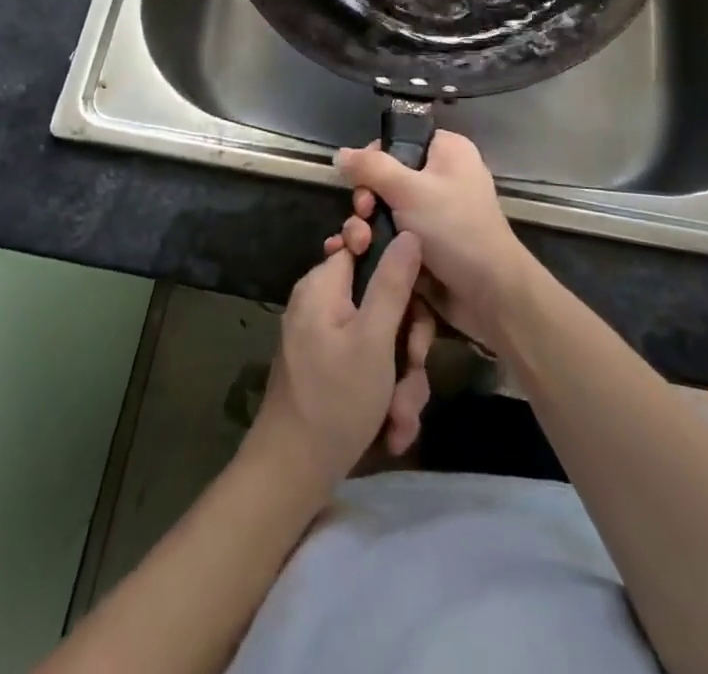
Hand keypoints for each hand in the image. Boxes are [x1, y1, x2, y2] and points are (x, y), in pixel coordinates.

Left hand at [249, 233, 433, 489]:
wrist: (292, 475)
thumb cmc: (334, 399)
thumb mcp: (373, 339)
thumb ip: (392, 283)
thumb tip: (408, 232)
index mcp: (324, 285)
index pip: (366, 247)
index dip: (397, 268)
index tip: (415, 300)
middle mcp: (323, 304)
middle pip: (383, 299)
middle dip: (407, 342)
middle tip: (413, 369)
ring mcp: (328, 338)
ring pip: (384, 339)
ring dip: (402, 378)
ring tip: (400, 415)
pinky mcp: (333, 369)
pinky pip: (372, 364)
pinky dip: (387, 393)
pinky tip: (392, 427)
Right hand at [333, 131, 538, 347]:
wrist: (489, 293)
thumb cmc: (454, 228)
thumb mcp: (409, 190)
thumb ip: (371, 168)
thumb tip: (339, 153)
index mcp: (447, 151)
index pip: (399, 140)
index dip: (374, 158)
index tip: (361, 180)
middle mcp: (441, 176)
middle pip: (386, 176)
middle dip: (367, 197)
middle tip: (364, 214)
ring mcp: (433, 212)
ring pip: (385, 209)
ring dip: (366, 225)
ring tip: (360, 243)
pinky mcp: (425, 244)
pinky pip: (392, 234)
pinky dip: (376, 242)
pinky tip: (359, 254)